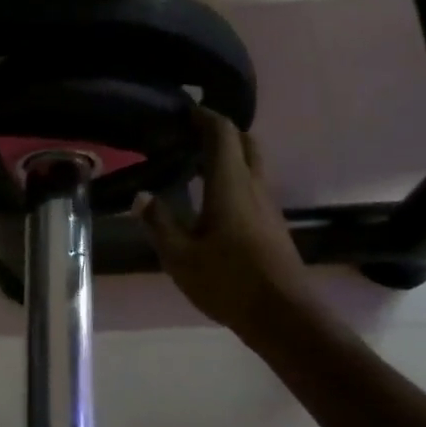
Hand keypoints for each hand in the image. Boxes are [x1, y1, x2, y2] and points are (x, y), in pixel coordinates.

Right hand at [139, 109, 310, 337]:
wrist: (283, 315)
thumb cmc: (228, 281)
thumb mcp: (180, 256)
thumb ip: (159, 223)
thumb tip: (141, 196)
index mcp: (230, 184)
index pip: (222, 133)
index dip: (205, 116)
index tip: (184, 110)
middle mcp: (254, 186)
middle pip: (244, 143)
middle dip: (220, 131)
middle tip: (191, 134)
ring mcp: (268, 206)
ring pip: (252, 165)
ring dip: (229, 155)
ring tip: (196, 164)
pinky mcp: (273, 225)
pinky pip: (253, 187)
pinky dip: (234, 178)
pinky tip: (214, 200)